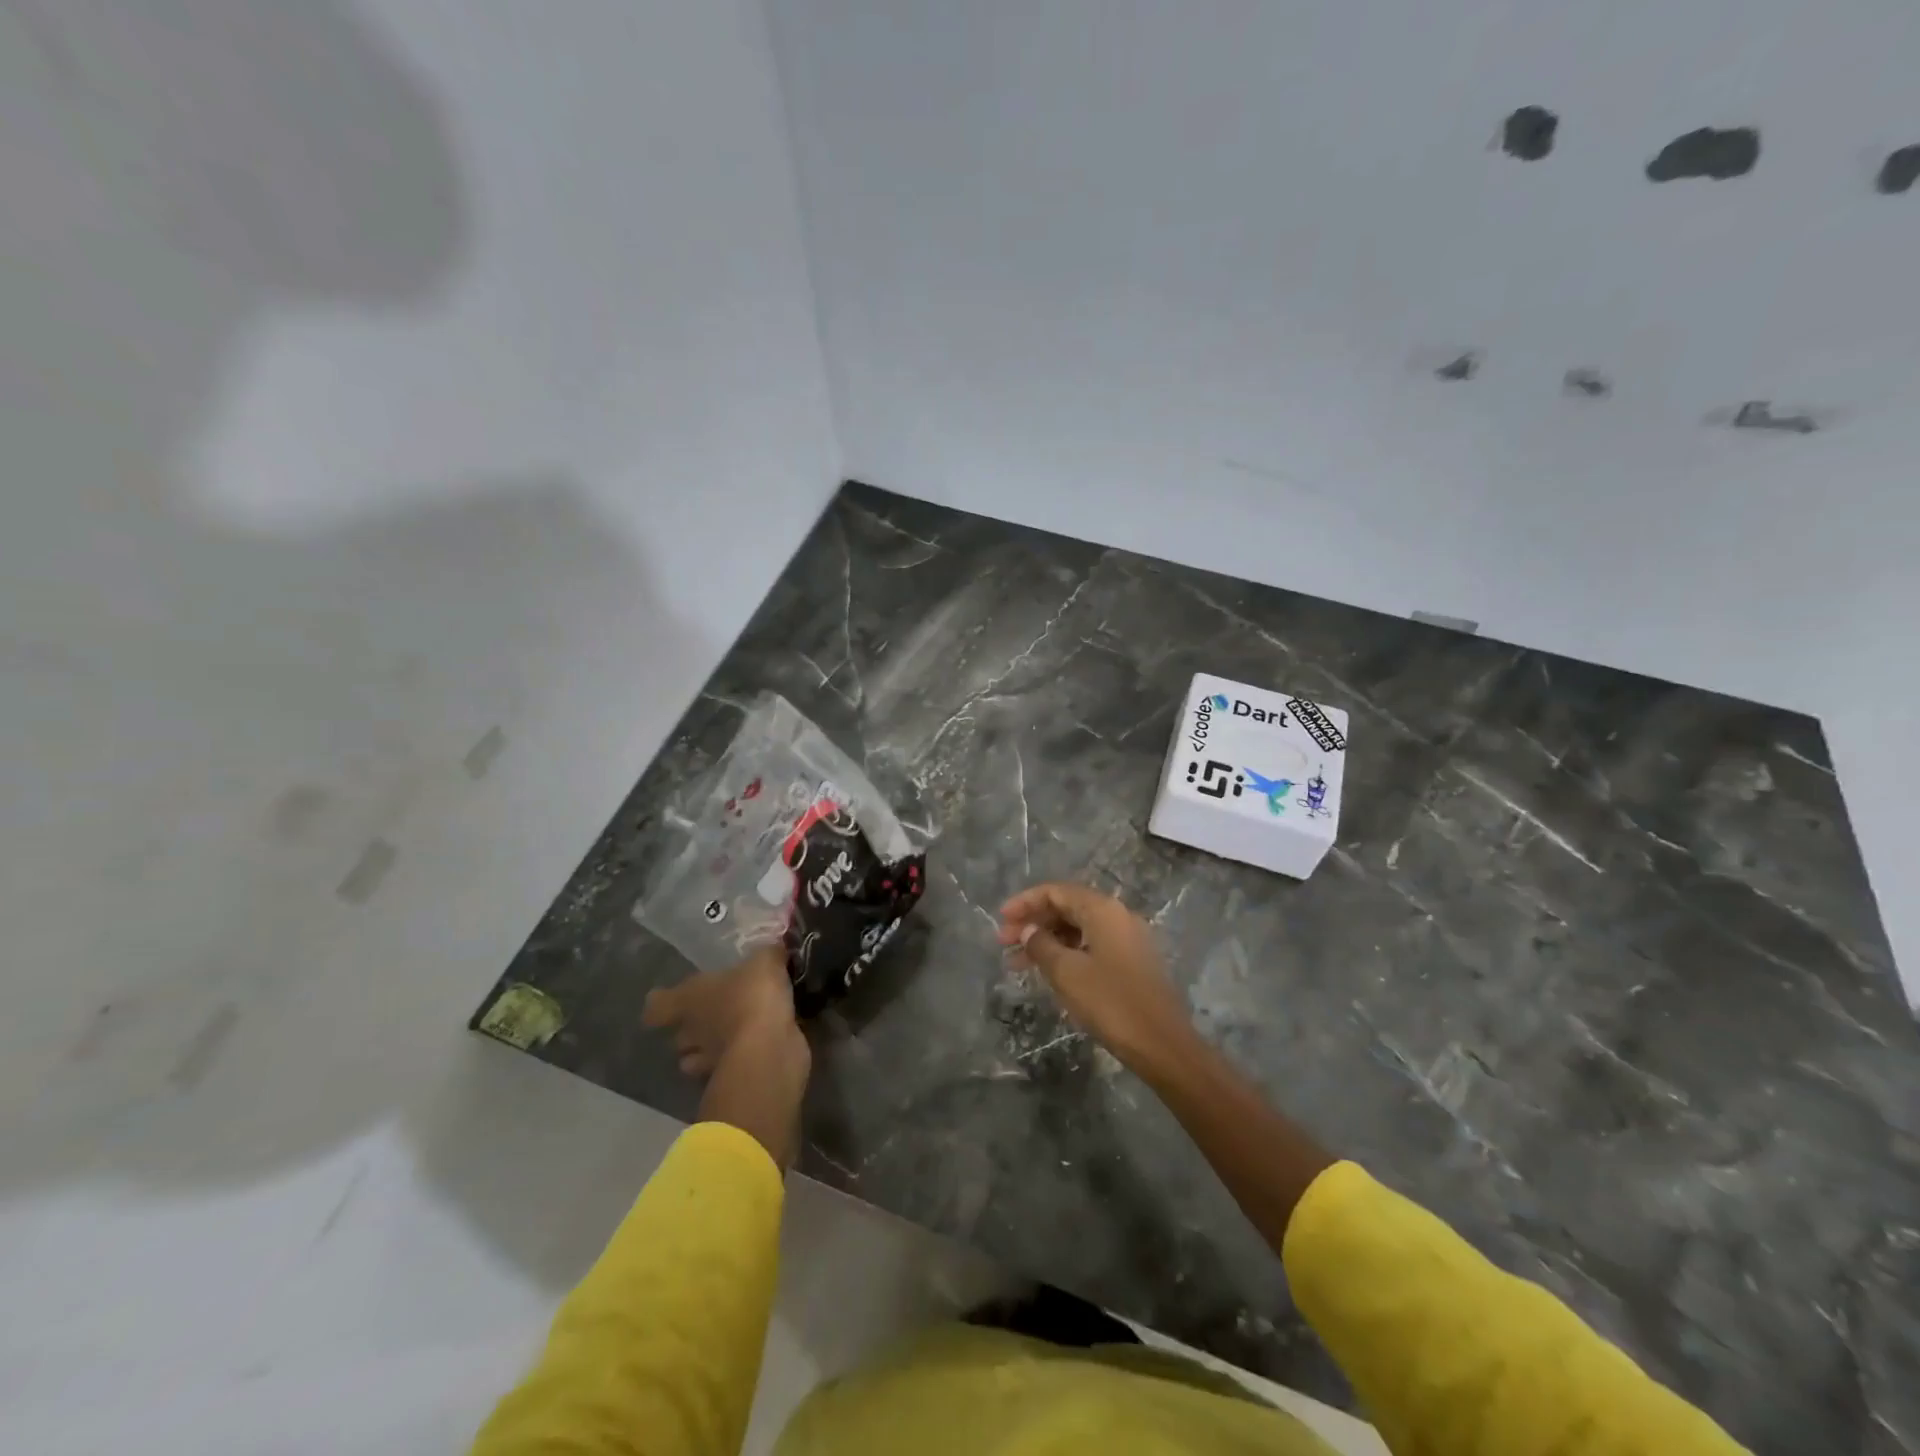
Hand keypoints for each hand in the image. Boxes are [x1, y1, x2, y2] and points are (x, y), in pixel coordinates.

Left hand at [643, 944, 800, 1077]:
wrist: (768, 1049)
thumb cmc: (752, 997)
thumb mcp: (765, 963)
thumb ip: (768, 955)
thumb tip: (775, 948)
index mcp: (689, 999)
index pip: (657, 1006)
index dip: (661, 1002)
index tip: (669, 998)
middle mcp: (692, 1033)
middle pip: (678, 1037)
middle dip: (691, 1031)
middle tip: (712, 1017)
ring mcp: (708, 1062)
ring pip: (697, 1061)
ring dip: (709, 1053)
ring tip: (732, 1039)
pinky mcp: (731, 1079)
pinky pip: (729, 1070)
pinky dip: (739, 1063)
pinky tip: (758, 1050)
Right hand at [997, 882, 1195, 1071]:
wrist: (1163, 1045)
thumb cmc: (1111, 1003)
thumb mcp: (1067, 973)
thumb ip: (1041, 945)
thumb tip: (1028, 930)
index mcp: (1103, 910)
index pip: (1056, 892)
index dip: (1025, 903)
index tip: (1000, 920)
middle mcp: (1118, 916)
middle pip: (1067, 908)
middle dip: (1033, 923)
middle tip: (1004, 944)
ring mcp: (1128, 939)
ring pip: (1078, 929)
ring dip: (1047, 941)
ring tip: (1017, 964)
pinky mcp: (1133, 962)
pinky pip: (1092, 946)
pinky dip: (1067, 954)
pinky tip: (1049, 973)